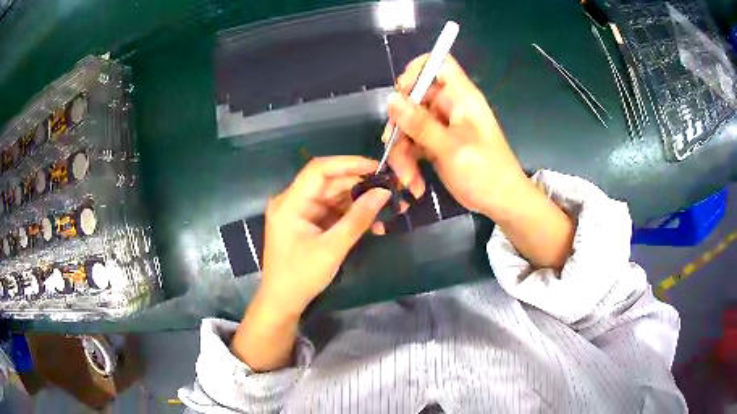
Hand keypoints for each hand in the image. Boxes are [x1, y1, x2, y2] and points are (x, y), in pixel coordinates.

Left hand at [259, 156, 390, 315]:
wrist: (282, 302)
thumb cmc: (301, 276)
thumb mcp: (332, 248)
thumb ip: (358, 218)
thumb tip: (384, 192)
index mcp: (290, 202)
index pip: (320, 169)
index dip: (349, 163)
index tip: (377, 168)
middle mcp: (293, 201)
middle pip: (329, 182)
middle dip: (360, 185)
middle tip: (390, 189)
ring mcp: (301, 212)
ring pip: (334, 197)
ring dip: (359, 202)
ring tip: (388, 207)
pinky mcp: (308, 223)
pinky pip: (332, 212)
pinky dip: (351, 216)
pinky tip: (373, 224)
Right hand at [385, 55, 573, 268]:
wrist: (502, 202)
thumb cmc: (485, 172)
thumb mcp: (451, 148)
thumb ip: (420, 124)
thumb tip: (391, 99)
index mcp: (461, 97)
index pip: (438, 63)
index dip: (417, 71)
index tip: (402, 93)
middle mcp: (450, 106)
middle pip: (414, 98)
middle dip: (400, 125)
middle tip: (393, 148)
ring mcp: (442, 126)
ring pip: (409, 125)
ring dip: (403, 152)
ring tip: (408, 179)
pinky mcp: (437, 144)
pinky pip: (413, 144)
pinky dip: (410, 162)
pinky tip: (414, 184)